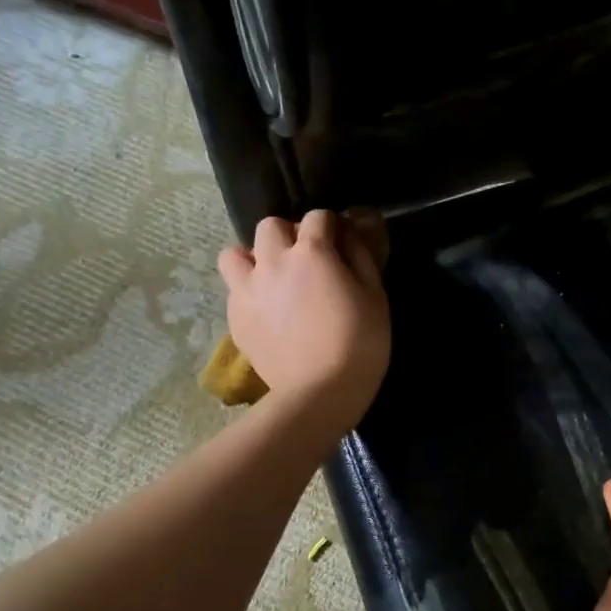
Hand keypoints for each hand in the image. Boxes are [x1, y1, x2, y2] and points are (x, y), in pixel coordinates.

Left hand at [217, 210, 390, 433]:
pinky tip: (267, 310)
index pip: (317, 216)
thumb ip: (360, 258)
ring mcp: (247, 290)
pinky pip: (234, 290)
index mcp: (311, 252)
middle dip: (288, 234)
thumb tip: (348, 237)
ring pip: (235, 253)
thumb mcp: (375, 297)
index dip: (331, 226)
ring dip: (254, 258)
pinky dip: (248, 291)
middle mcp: (273, 261)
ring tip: (271, 278)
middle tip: (305, 260)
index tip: (340, 243)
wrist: (319, 393)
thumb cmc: (359, 344)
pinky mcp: (235, 318)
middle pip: (270, 226)